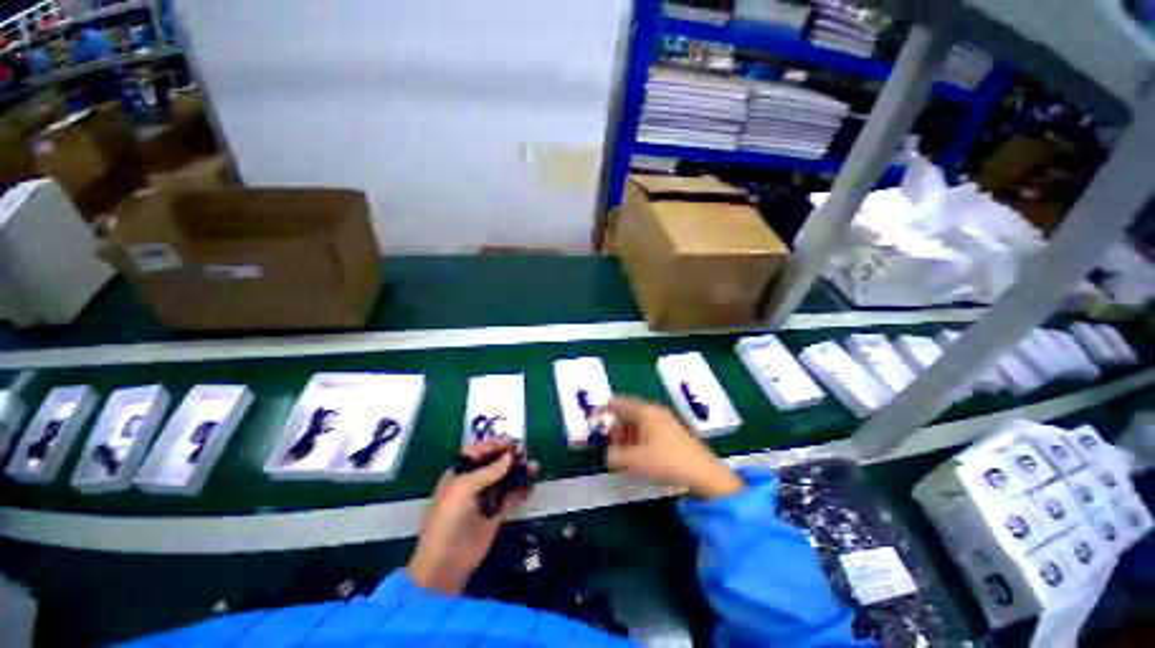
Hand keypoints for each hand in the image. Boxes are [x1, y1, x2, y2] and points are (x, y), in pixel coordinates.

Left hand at [408, 439, 537, 594]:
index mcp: (460, 473)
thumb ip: (489, 471)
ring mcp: (486, 498)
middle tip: (527, 455)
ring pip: (506, 478)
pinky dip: (522, 490)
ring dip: (520, 472)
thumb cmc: (449, 518)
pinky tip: (532, 486)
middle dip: (511, 457)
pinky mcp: (496, 513)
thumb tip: (510, 456)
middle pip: (495, 463)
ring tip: (534, 469)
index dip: (494, 445)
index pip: (478, 451)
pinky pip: (512, 496)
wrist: (446, 562)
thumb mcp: (464, 488)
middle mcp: (473, 482)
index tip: (513, 443)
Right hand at [605, 396, 743, 500]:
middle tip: (608, 441)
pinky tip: (636, 452)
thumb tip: (607, 454)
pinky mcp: (671, 432)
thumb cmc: (668, 461)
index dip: (605, 408)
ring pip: (638, 421)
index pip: (619, 403)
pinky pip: (648, 429)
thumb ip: (616, 455)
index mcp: (645, 411)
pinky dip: (638, 437)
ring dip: (627, 433)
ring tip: (620, 450)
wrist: (704, 473)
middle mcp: (654, 411)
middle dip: (616, 425)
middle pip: (628, 412)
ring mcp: (665, 421)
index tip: (594, 417)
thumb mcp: (636, 460)